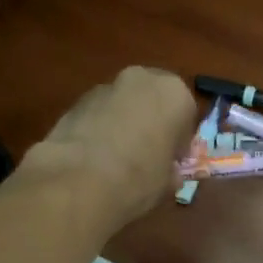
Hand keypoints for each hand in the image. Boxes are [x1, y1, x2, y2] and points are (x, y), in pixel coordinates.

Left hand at [16, 67, 197, 231]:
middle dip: (152, 123)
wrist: (79, 180)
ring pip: (123, 104)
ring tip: (117, 159)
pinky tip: (95, 159)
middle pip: (153, 100)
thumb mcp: (167, 183)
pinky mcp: (76, 101)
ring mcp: (105, 87)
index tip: (172, 161)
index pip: (186, 114)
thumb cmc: (139, 179)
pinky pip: (98, 114)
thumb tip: (167, 173)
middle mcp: (141, 80)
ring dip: (125, 124)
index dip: (180, 141)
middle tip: (147, 155)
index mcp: (173, 94)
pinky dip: (101, 129)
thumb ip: (171, 170)